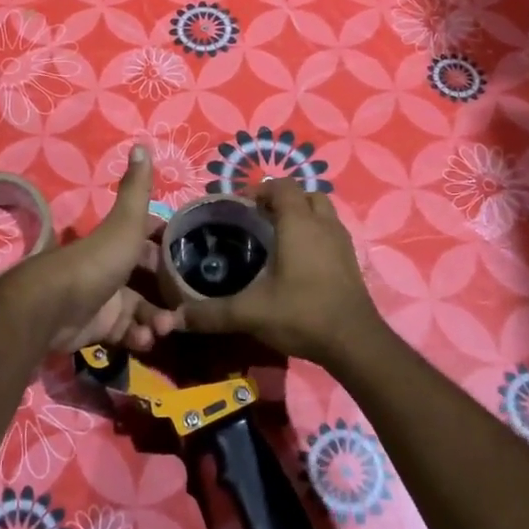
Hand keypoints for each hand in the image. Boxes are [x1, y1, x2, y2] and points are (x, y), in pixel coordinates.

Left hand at [0, 146, 180, 354]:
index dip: (169, 249)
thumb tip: (141, 143)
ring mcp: (104, 300)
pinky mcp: (98, 329)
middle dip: (168, 294)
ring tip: (162, 329)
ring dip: (155, 320)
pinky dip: (137, 338)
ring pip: (140, 311)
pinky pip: (125, 334)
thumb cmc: (97, 261)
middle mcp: (112, 269)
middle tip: (184, 307)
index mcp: (118, 243)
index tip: (193, 260)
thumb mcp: (125, 224)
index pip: (149, 242)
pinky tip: (144, 340)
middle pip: (148, 281)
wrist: (55, 307)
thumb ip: (137, 191)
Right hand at [179, 179, 384, 363]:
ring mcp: (342, 242)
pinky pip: (331, 233)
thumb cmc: (301, 313)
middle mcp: (323, 224)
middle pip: (305, 194)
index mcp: (298, 223)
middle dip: (283, 200)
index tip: (241, 207)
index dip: (261, 190)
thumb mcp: (250, 313)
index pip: (282, 186)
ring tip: (279, 238)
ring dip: (302, 216)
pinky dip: (315, 236)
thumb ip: (211, 314)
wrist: (354, 342)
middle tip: (260, 220)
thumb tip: (173, 319)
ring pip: (322, 212)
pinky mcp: (351, 261)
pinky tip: (300, 262)